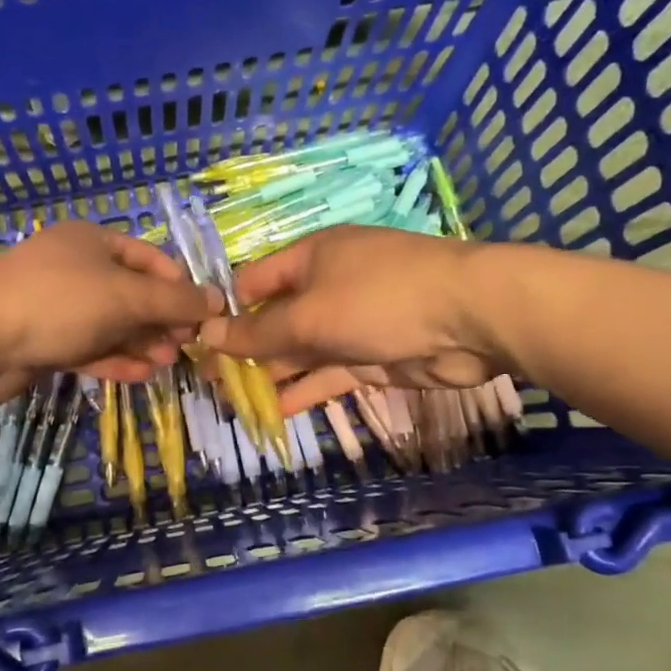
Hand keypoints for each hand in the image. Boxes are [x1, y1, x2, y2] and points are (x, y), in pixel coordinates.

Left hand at [0, 222, 219, 402]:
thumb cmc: (59, 302)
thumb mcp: (126, 296)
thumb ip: (174, 301)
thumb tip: (217, 301)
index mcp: (92, 240)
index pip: (150, 258)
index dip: (179, 285)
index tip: (203, 316)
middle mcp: (75, 268)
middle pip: (131, 293)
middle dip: (161, 320)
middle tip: (186, 346)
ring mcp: (56, 305)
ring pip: (110, 323)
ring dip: (141, 342)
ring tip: (168, 364)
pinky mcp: (43, 340)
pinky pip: (88, 347)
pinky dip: (114, 359)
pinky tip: (141, 375)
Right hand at [198, 226, 506, 414]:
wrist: (471, 319)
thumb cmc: (379, 298)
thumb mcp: (309, 314)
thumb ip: (259, 333)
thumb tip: (207, 337)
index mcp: (309, 258)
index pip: (255, 282)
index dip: (227, 310)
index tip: (199, 343)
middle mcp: (326, 286)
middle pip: (275, 319)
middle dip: (245, 349)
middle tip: (210, 381)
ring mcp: (350, 322)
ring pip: (299, 350)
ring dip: (270, 375)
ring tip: (233, 402)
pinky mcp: (371, 356)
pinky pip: (327, 373)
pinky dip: (303, 390)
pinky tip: (273, 412)